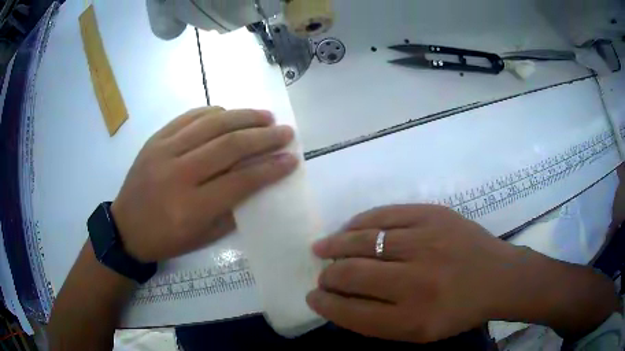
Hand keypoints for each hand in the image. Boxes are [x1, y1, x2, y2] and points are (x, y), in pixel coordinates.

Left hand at [111, 107, 296, 261]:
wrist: (125, 228)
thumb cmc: (165, 239)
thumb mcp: (202, 239)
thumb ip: (231, 212)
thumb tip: (257, 184)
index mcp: (191, 207)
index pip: (240, 181)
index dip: (270, 169)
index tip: (292, 159)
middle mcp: (178, 174)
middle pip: (229, 146)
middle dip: (264, 137)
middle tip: (286, 132)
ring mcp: (164, 151)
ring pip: (211, 125)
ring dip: (243, 117)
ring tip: (266, 116)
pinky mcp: (155, 139)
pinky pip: (189, 117)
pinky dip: (213, 112)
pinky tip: (229, 113)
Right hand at [306, 205, 521, 342]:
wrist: (499, 277)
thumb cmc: (459, 311)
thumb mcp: (420, 332)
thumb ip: (378, 322)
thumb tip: (340, 301)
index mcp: (412, 319)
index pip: (351, 312)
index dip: (326, 305)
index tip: (314, 298)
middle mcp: (416, 282)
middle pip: (352, 275)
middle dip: (328, 276)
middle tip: (322, 275)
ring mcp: (426, 243)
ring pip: (363, 241)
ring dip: (336, 245)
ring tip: (323, 248)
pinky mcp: (433, 215)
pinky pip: (384, 215)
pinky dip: (360, 223)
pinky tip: (350, 228)